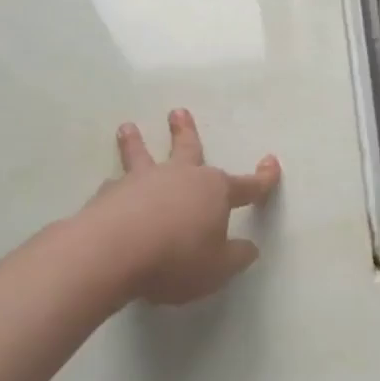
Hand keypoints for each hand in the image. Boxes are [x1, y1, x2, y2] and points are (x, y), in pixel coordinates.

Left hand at [82, 110, 280, 305]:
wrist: (112, 252)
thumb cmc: (176, 258)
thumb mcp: (218, 268)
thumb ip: (235, 257)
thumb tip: (249, 248)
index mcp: (214, 191)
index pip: (247, 185)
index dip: (262, 179)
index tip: (272, 163)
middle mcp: (180, 177)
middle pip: (187, 149)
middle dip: (186, 132)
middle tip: (178, 112)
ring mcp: (141, 182)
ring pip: (141, 156)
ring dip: (135, 142)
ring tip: (127, 128)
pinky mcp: (108, 196)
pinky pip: (114, 186)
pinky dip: (114, 186)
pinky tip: (107, 188)